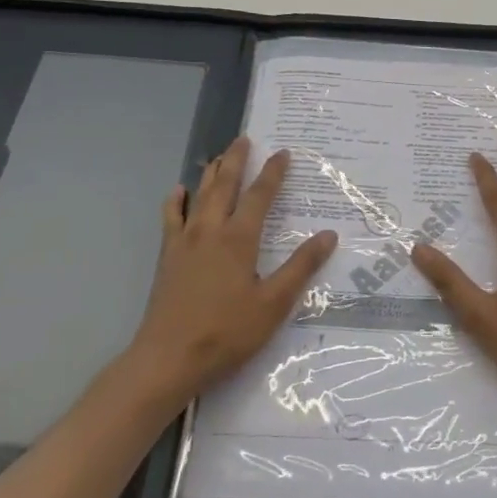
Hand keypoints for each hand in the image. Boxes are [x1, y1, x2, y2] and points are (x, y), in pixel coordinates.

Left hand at [128, 137, 335, 404]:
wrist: (168, 358)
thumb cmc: (226, 332)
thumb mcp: (273, 303)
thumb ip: (300, 267)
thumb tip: (328, 235)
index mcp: (238, 239)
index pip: (260, 196)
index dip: (273, 173)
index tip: (283, 152)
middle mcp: (210, 231)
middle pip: (225, 185)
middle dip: (236, 160)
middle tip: (244, 138)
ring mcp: (184, 242)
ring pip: (199, 196)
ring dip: (211, 173)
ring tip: (219, 156)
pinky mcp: (168, 257)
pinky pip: (171, 218)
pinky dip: (176, 201)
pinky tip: (179, 192)